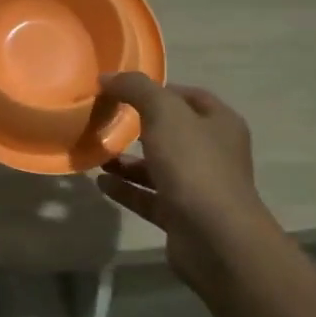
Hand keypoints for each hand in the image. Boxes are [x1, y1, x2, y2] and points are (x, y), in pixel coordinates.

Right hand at [94, 73, 276, 285]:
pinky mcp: (182, 216)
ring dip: (128, 161)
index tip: (123, 90)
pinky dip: (126, 189)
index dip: (158, 90)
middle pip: (172, 132)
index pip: (189, 97)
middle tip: (105, 120)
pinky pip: (148, 197)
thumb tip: (108, 77)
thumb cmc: (194, 165)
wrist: (215, 239)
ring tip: (96, 153)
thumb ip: (136, 88)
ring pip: (158, 167)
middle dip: (139, 126)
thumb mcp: (164, 113)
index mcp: (219, 123)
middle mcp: (214, 153)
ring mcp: (198, 187)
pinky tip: (101, 182)